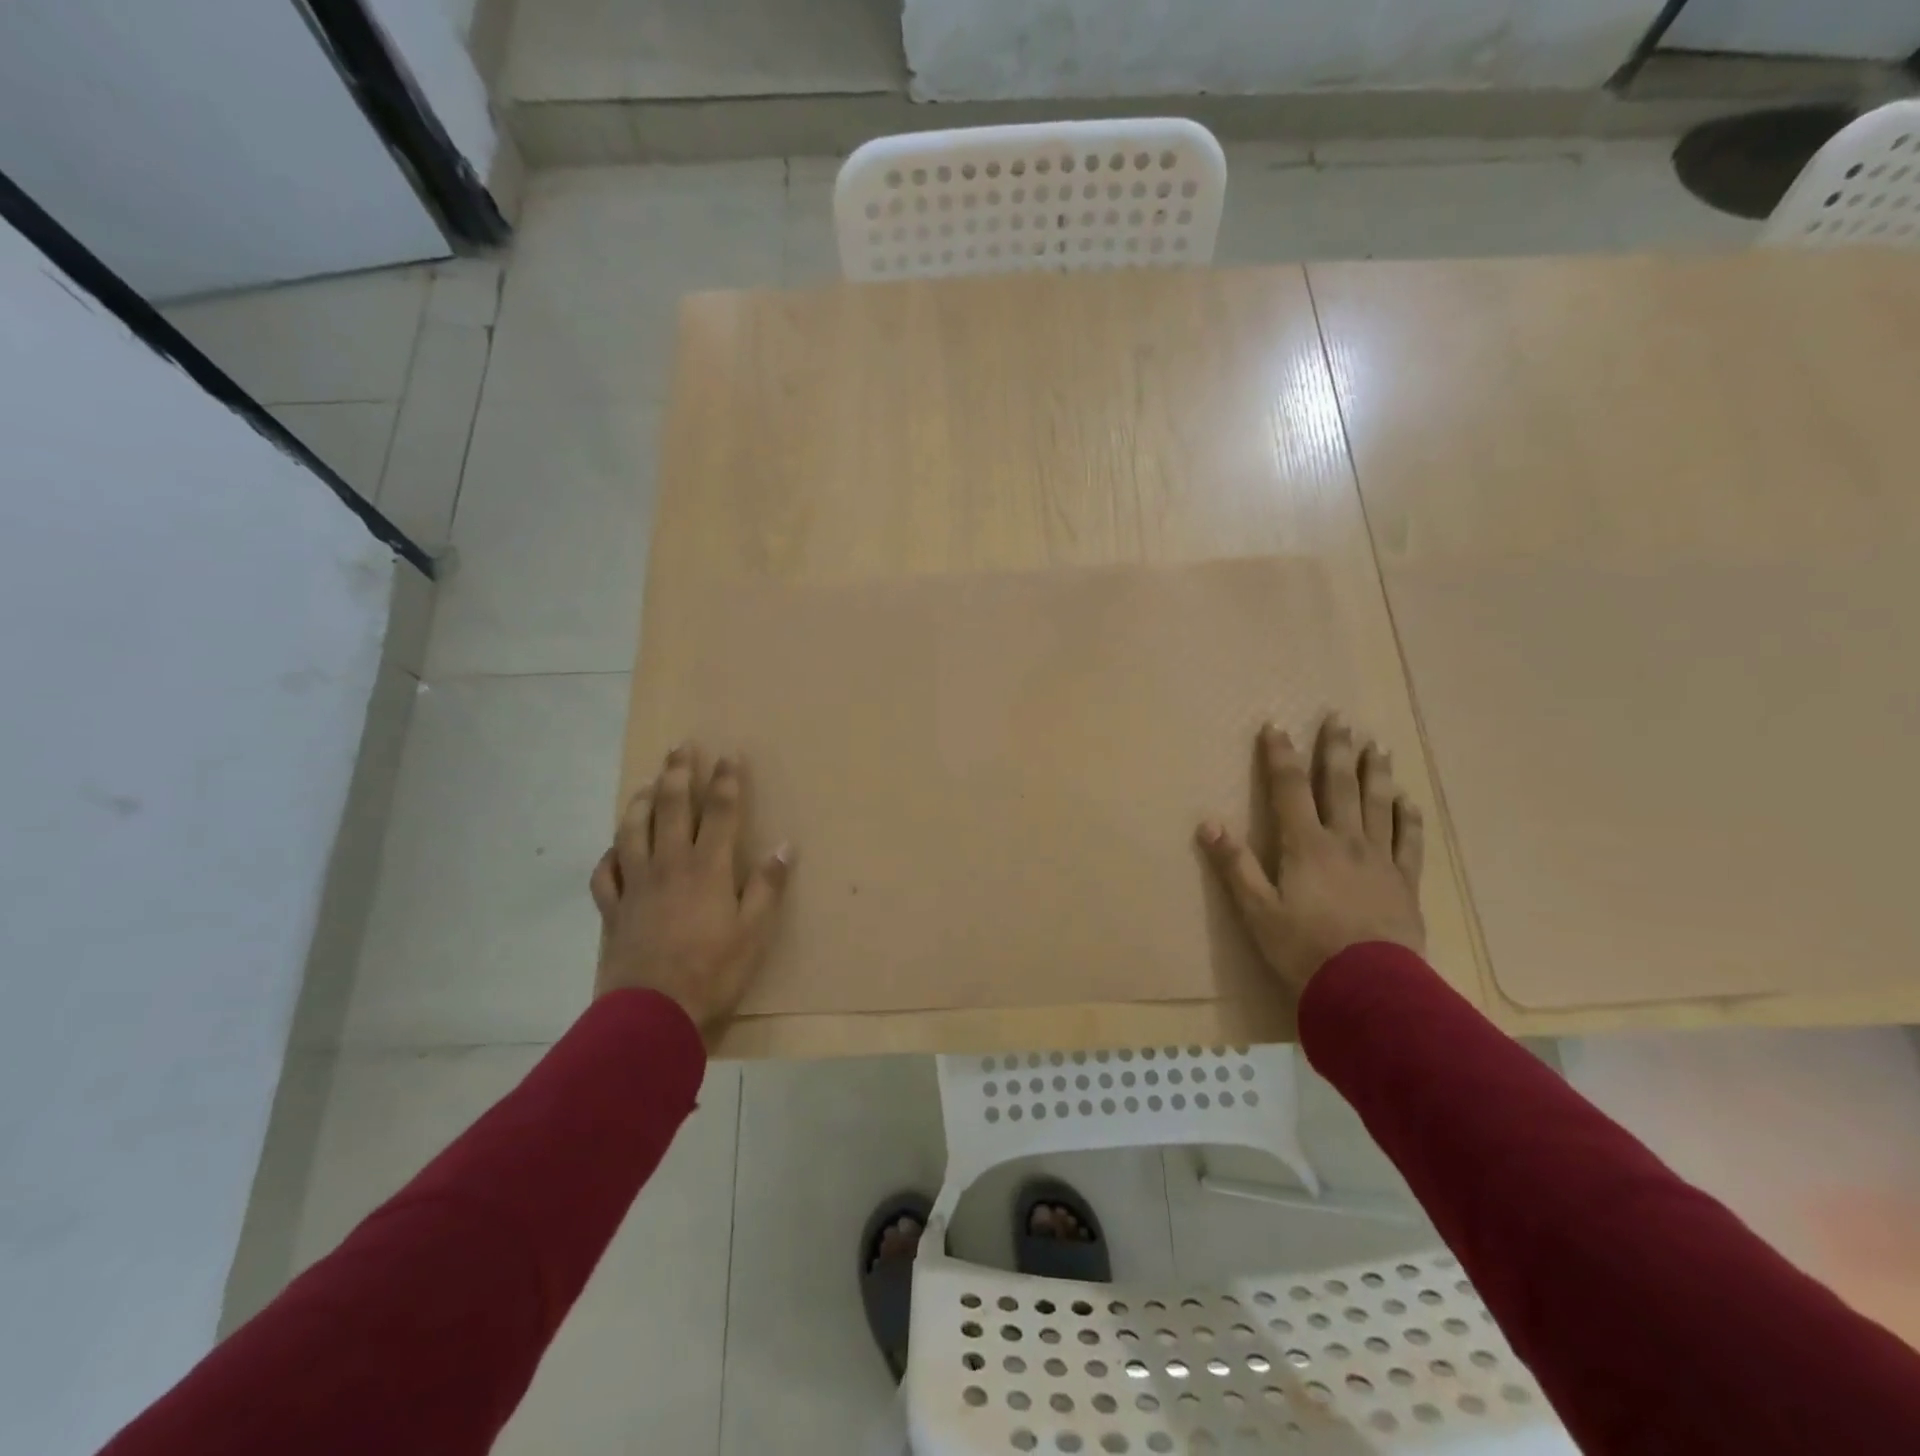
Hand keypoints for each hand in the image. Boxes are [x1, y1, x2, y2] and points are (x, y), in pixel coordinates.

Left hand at [590, 744, 792, 1036]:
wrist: (652, 1014)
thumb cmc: (713, 971)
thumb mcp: (754, 932)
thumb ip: (767, 886)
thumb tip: (785, 846)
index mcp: (706, 867)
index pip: (719, 811)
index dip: (726, 780)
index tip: (729, 755)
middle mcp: (669, 865)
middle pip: (671, 808)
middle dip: (677, 774)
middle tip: (680, 747)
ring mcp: (636, 885)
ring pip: (632, 830)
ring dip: (639, 802)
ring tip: (645, 785)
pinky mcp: (613, 909)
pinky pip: (605, 873)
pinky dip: (609, 856)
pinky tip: (614, 849)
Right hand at [1198, 714, 1424, 994]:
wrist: (1369, 990)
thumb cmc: (1304, 949)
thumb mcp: (1257, 910)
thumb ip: (1234, 865)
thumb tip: (1209, 823)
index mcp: (1306, 846)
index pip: (1290, 790)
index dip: (1280, 757)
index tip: (1275, 727)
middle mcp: (1345, 842)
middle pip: (1340, 787)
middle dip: (1336, 752)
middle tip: (1340, 720)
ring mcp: (1380, 861)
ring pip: (1379, 806)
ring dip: (1376, 774)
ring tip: (1378, 747)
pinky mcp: (1404, 884)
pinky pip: (1409, 843)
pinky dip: (1409, 819)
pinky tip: (1410, 801)